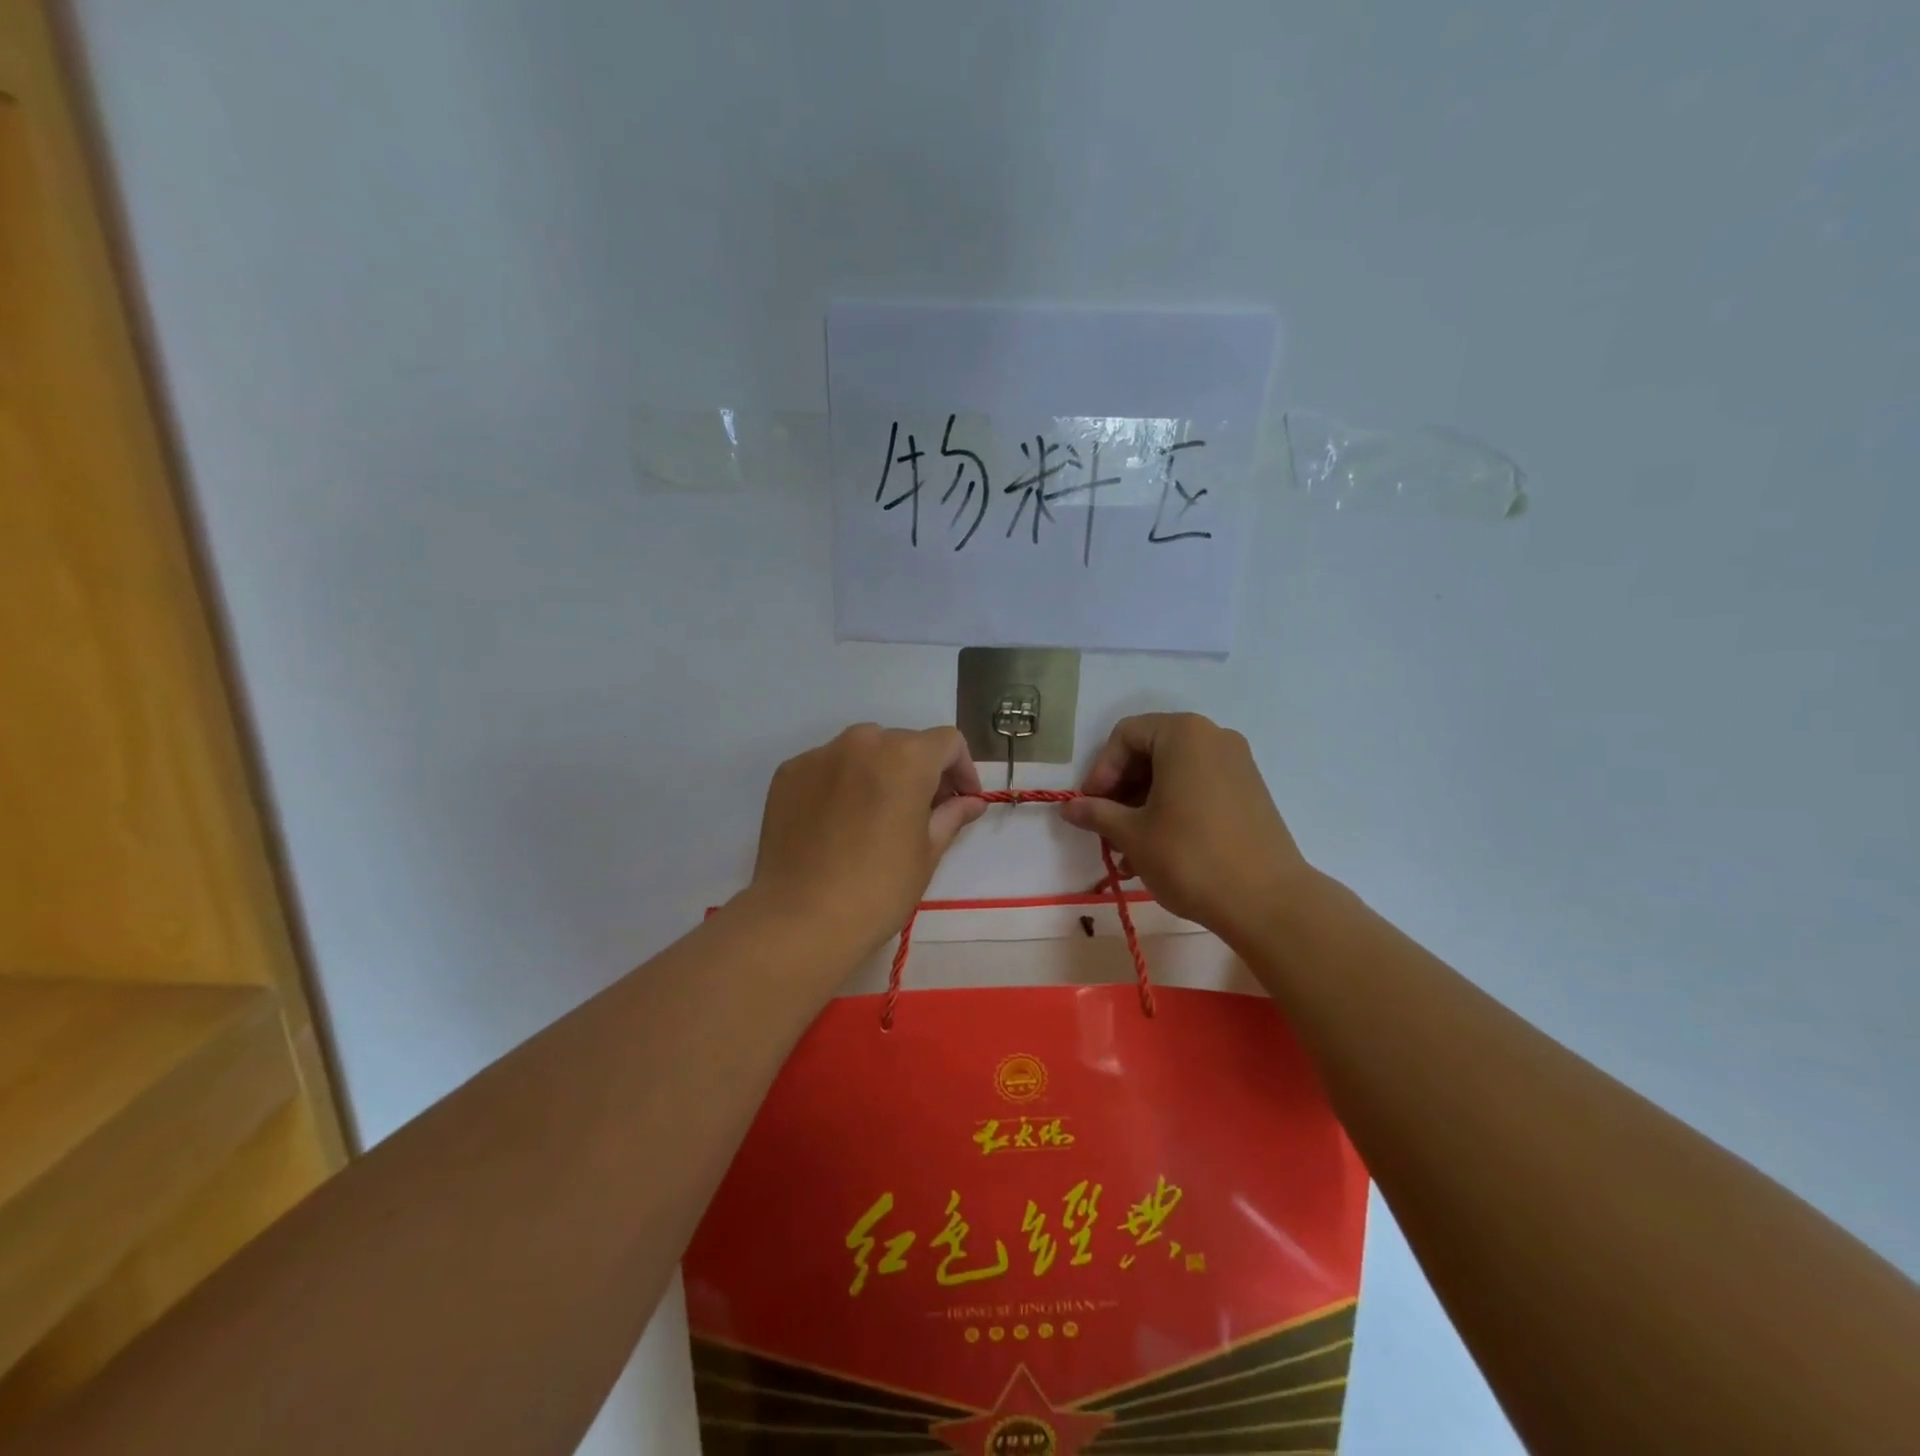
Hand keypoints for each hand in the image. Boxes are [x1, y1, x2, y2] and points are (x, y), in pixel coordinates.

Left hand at [749, 724, 986, 957]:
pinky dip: (842, 782)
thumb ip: (951, 815)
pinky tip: (839, 822)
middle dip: (920, 771)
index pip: (947, 742)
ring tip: (878, 814)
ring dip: (880, 771)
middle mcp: (862, 742)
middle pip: (903, 743)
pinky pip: (828, 767)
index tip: (962, 800)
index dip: (962, 769)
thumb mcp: (927, 853)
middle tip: (922, 811)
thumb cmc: (878, 889)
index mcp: (906, 757)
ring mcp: (820, 755)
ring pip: (863, 750)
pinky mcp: (789, 773)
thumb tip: (970, 801)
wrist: (800, 918)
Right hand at [1061, 713, 1313, 940]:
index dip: (1100, 770)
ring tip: (1127, 850)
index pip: (1125, 736)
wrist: (1267, 901)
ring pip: (1174, 774)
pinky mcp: (1250, 792)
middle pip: (1150, 751)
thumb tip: (1068, 808)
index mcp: (1183, 734)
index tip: (1091, 807)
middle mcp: (1213, 738)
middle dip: (1122, 790)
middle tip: (1106, 828)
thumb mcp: (1132, 834)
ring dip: (1143, 806)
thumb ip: (1096, 813)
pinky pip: (1198, 788)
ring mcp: (1237, 764)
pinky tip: (1157, 850)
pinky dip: (1172, 810)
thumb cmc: (1190, 856)